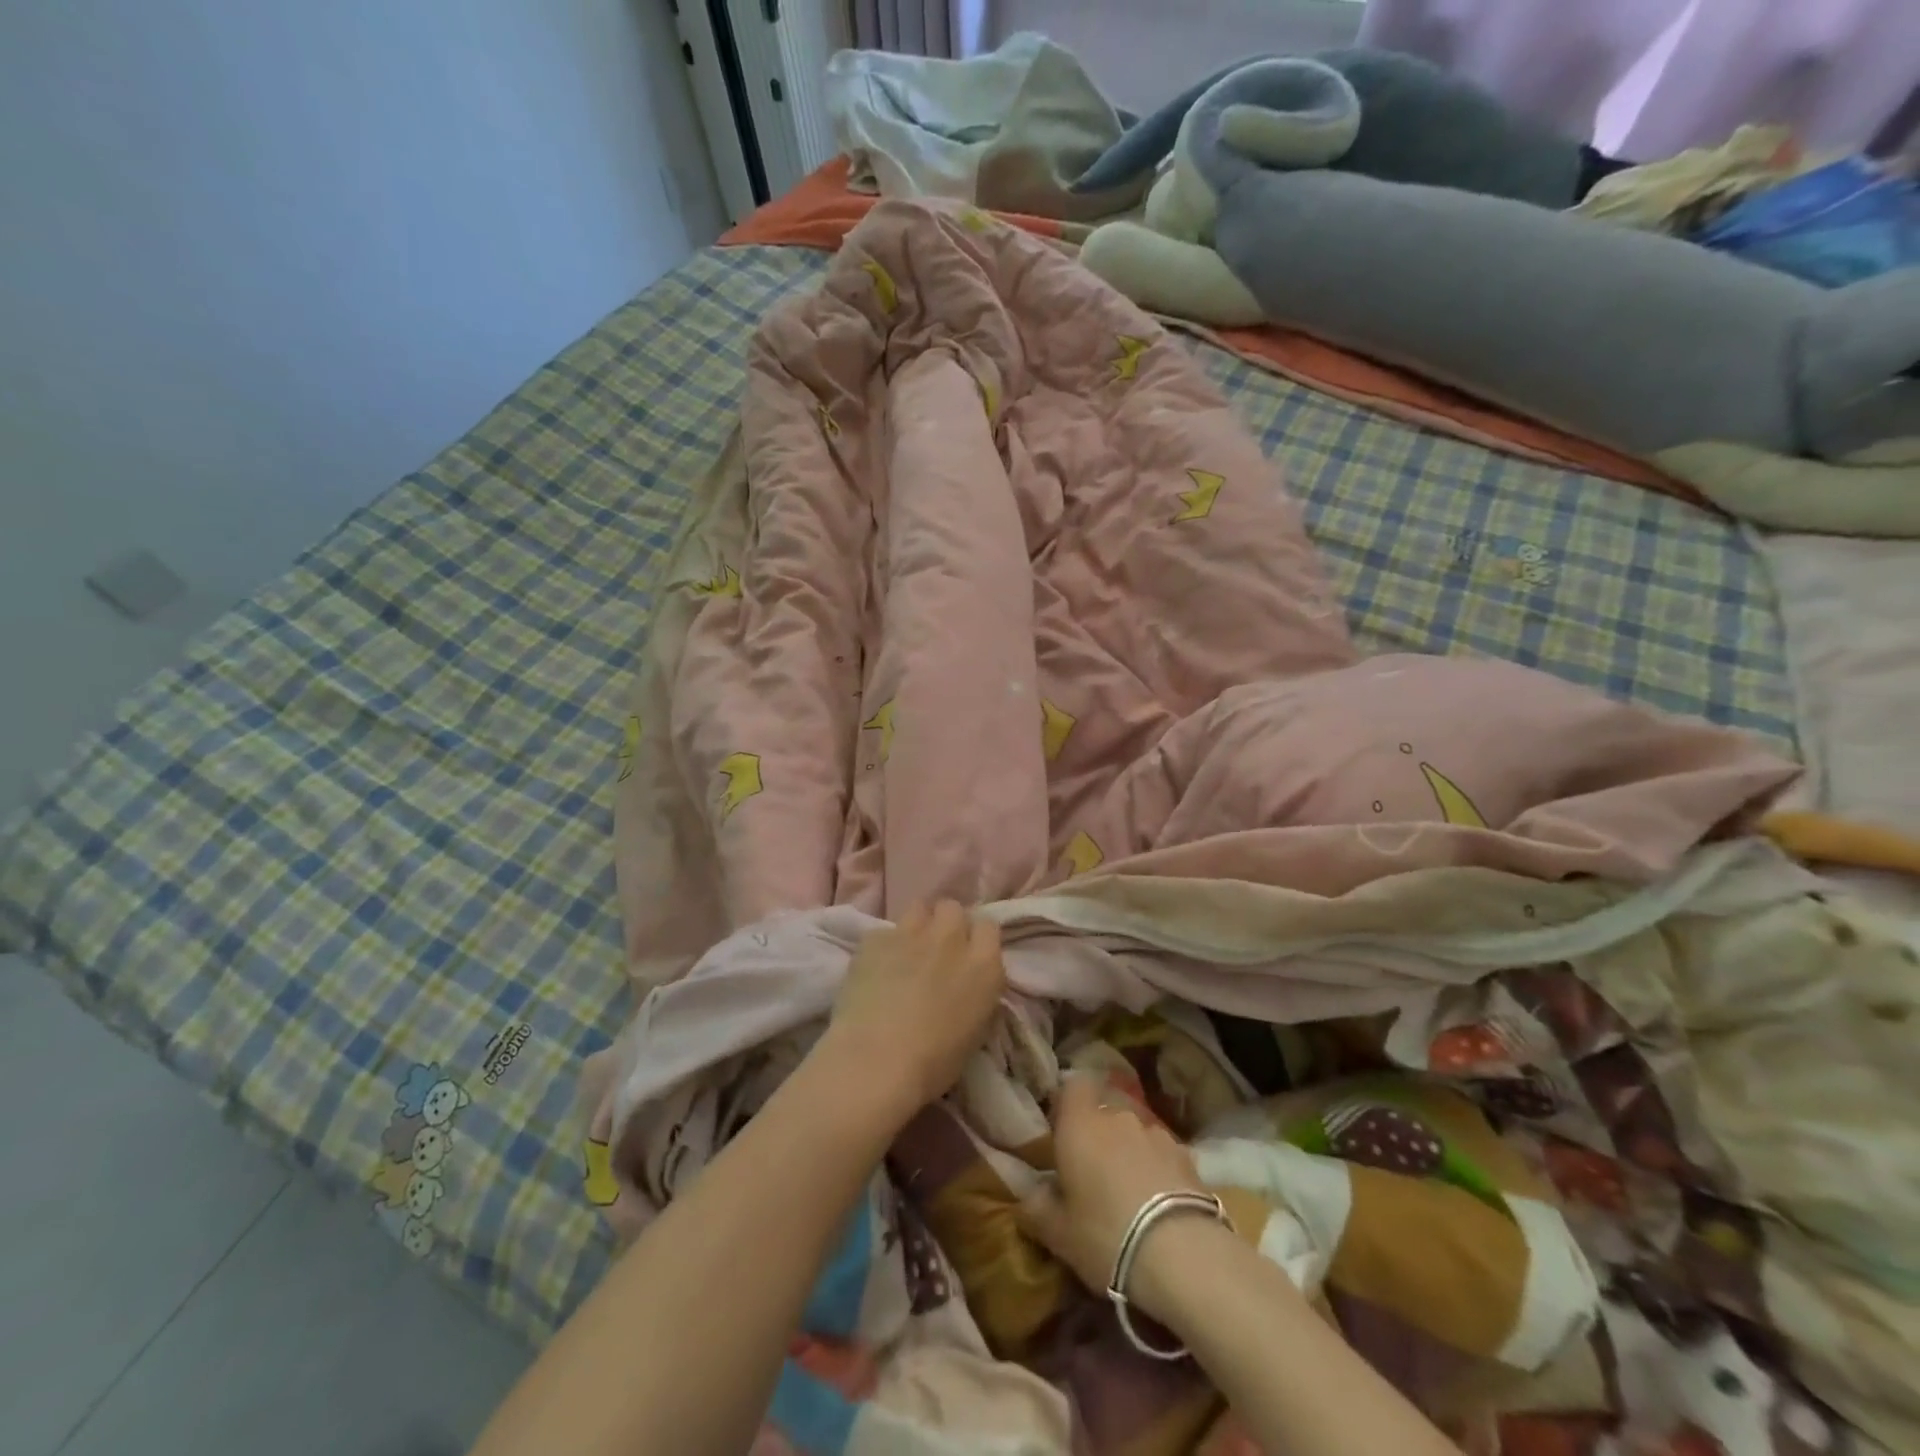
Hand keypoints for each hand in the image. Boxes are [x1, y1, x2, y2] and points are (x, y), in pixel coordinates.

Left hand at [824, 901, 1007, 1113]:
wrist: (877, 1060)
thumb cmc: (934, 1062)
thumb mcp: (975, 1030)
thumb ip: (976, 993)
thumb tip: (965, 984)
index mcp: (984, 965)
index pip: (989, 927)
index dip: (977, 939)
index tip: (968, 954)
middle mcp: (951, 939)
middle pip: (953, 908)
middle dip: (946, 923)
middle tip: (937, 949)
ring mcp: (912, 933)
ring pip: (920, 908)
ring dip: (918, 924)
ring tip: (908, 950)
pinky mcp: (876, 938)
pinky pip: (884, 932)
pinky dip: (883, 947)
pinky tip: (876, 968)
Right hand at [1018, 1074, 1215, 1319]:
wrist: (1182, 1254)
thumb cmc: (1105, 1235)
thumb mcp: (1058, 1233)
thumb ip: (1036, 1208)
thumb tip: (1025, 1195)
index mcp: (1079, 1124)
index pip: (1073, 1086)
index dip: (1068, 1103)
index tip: (1063, 1131)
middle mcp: (1117, 1117)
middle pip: (1104, 1112)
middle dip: (1099, 1136)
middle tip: (1093, 1175)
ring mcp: (1155, 1133)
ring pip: (1134, 1133)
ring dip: (1129, 1152)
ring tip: (1130, 1193)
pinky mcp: (1187, 1155)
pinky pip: (1162, 1153)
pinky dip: (1158, 1169)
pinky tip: (1160, 1203)